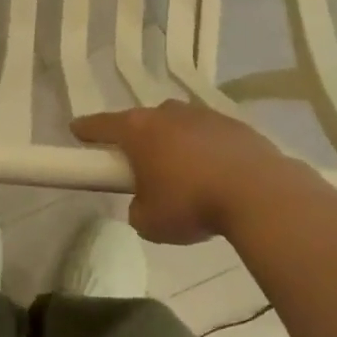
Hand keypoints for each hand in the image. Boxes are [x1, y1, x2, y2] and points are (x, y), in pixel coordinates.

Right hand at [71, 101, 312, 243]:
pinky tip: (215, 176)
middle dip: (138, 140)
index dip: (86, 130)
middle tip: (138, 165)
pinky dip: (206, 151)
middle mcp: (168, 114)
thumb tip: (146, 202)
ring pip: (179, 126)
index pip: (102, 125)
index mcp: (139, 130)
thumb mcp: (149, 222)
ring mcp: (205, 116)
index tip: (77, 132)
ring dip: (175, 144)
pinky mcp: (236, 126)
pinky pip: (210, 136)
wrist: (260, 194)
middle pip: (143, 122)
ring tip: (183, 175)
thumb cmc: (191, 204)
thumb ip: (137, 208)